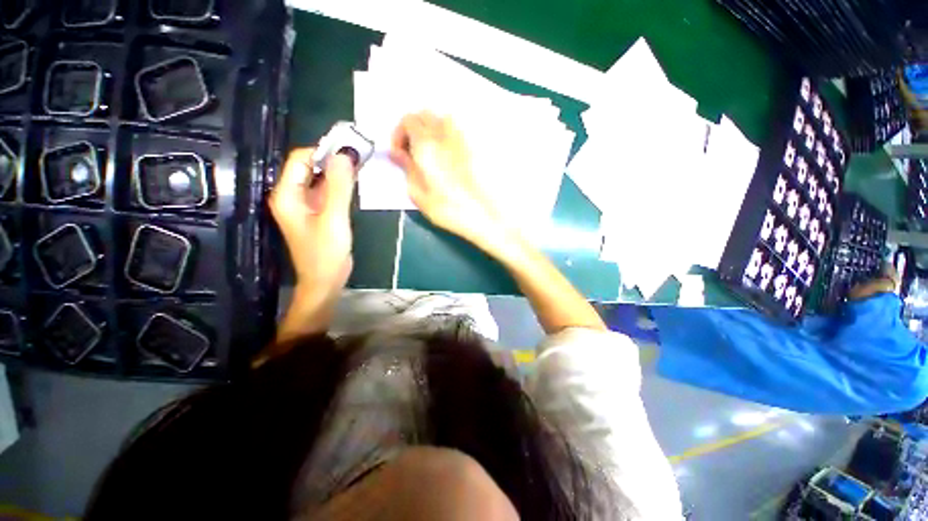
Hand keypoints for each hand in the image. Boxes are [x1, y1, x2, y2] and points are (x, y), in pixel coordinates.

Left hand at [270, 148, 354, 301]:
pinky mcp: (317, 214)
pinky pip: (327, 192)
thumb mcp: (334, 218)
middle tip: (359, 158)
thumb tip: (345, 155)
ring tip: (360, 169)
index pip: (300, 159)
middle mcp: (292, 196)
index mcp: (287, 194)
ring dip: (338, 174)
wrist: (325, 281)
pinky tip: (354, 186)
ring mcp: (305, 205)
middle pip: (310, 167)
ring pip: (320, 179)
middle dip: (333, 161)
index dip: (323, 151)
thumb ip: (339, 187)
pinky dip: (340, 187)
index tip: (350, 150)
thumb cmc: (326, 253)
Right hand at [390, 112, 503, 245]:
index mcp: (427, 143)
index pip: (407, 120)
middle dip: (414, 130)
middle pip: (425, 115)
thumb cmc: (452, 211)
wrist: (490, 216)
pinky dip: (450, 136)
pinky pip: (460, 129)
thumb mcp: (420, 195)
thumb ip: (406, 169)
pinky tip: (453, 157)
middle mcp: (447, 131)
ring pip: (444, 119)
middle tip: (415, 153)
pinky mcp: (480, 143)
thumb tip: (397, 153)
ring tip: (434, 154)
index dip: (399, 135)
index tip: (401, 153)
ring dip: (433, 130)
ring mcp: (466, 135)